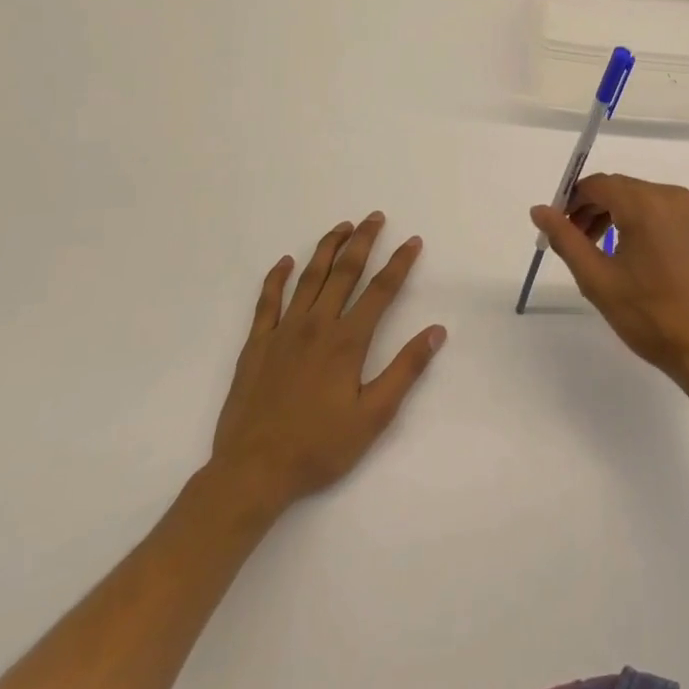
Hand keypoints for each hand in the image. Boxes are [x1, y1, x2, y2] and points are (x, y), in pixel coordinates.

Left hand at [207, 213, 444, 524]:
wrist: (252, 471)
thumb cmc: (319, 446)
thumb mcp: (375, 415)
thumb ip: (406, 369)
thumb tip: (437, 331)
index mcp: (348, 341)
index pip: (381, 290)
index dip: (400, 263)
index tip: (413, 240)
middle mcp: (317, 325)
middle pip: (344, 272)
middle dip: (363, 241)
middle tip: (375, 217)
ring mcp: (283, 332)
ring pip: (308, 278)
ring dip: (327, 248)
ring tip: (341, 226)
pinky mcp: (256, 345)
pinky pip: (267, 301)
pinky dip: (276, 278)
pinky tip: (285, 261)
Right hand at [530, 174, 688, 399]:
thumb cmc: (650, 316)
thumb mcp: (598, 280)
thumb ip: (566, 239)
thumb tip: (539, 210)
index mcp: (647, 204)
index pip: (599, 185)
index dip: (573, 200)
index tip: (560, 227)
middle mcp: (675, 197)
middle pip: (624, 189)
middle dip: (596, 209)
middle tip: (578, 242)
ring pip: (648, 200)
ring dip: (622, 216)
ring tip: (607, 252)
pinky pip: (671, 214)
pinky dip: (650, 224)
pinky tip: (644, 258)